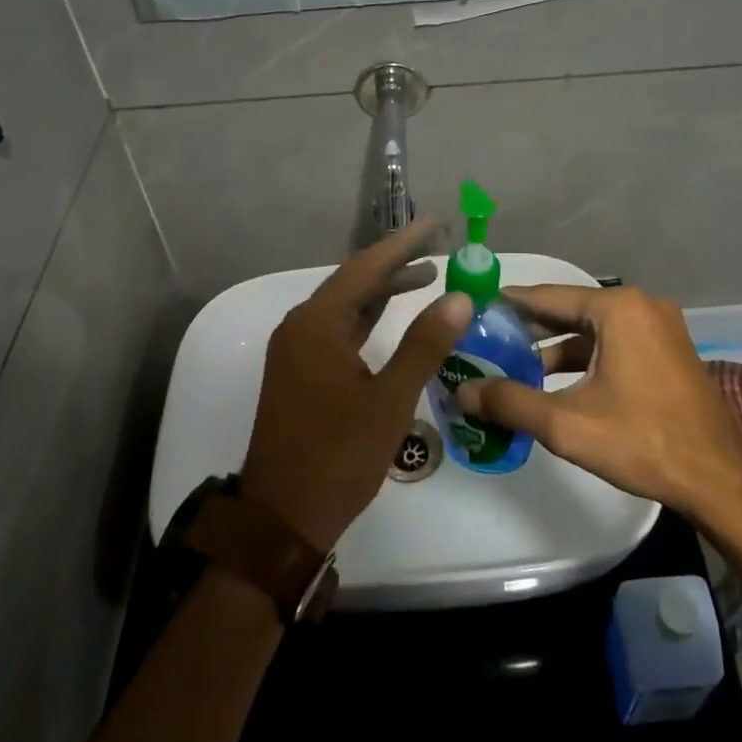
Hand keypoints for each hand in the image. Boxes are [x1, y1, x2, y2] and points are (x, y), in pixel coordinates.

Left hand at [239, 219, 470, 551]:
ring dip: (383, 290)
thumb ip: (424, 345)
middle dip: (396, 263)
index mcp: (318, 324)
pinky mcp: (299, 371)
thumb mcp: (390, 399)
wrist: (282, 517)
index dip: (404, 244)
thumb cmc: (338, 455)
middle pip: (354, 281)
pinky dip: (367, 317)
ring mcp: (296, 349)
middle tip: (438, 246)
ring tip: (426, 276)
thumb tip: (459, 297)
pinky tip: (392, 317)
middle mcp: (301, 326)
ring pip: (345, 305)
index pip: (366, 267)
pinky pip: (338, 328)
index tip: (436, 224)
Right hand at [455, 285, 741, 521]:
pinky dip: (585, 357)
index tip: (475, 308)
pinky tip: (558, 382)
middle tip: (488, 339)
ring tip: (516, 366)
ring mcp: (660, 327)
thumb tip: (463, 392)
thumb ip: (510, 402)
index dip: (509, 304)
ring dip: (557, 347)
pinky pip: (615, 342)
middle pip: (571, 309)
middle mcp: (640, 306)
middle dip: (530, 328)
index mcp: (618, 308)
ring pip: (594, 329)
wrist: (719, 479)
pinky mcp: (669, 350)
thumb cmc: (641, 441)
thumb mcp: (567, 424)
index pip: (548, 296)